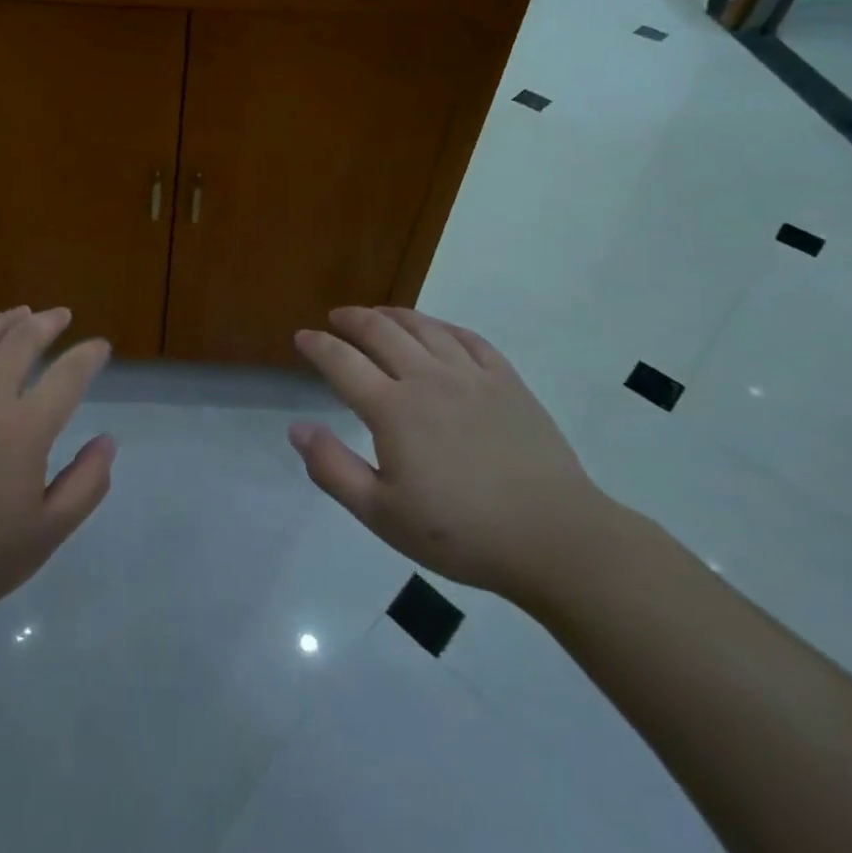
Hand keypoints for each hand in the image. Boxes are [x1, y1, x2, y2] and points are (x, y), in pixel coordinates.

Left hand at [0, 307, 114, 642]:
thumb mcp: (46, 534)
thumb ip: (87, 484)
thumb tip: (107, 441)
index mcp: (24, 429)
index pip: (68, 375)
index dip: (89, 356)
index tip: (100, 347)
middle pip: (21, 340)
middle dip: (48, 322)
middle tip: (61, 316)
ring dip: (4, 320)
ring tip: (20, 314)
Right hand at [290, 306, 611, 601]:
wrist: (554, 538)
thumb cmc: (461, 533)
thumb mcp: (382, 515)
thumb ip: (333, 469)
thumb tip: (297, 428)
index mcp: (392, 409)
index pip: (342, 362)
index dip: (318, 346)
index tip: (302, 337)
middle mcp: (427, 378)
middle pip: (381, 331)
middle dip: (352, 319)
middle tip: (336, 317)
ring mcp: (471, 375)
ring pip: (424, 327)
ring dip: (394, 315)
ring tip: (379, 313)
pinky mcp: (507, 381)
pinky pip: (468, 338)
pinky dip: (442, 326)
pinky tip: (436, 329)